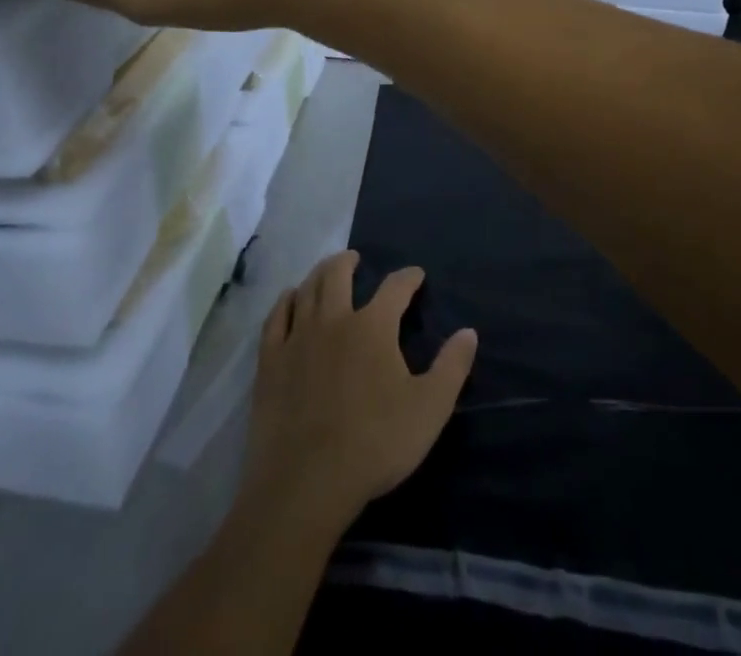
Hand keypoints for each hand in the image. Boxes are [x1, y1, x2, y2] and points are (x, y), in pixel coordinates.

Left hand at [240, 251, 477, 532]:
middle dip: (349, 262)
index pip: (395, 287)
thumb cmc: (375, 444)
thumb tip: (469, 331)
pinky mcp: (270, 361)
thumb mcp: (429, 409)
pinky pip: (276, 318)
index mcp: (373, 327)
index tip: (416, 275)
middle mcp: (334, 319)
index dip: (408, 278)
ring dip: (318, 274)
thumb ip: (451, 367)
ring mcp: (298, 337)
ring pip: (307, 290)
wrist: (306, 482)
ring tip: (325, 271)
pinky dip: (285, 301)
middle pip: (338, 274)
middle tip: (355, 259)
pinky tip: (289, 299)